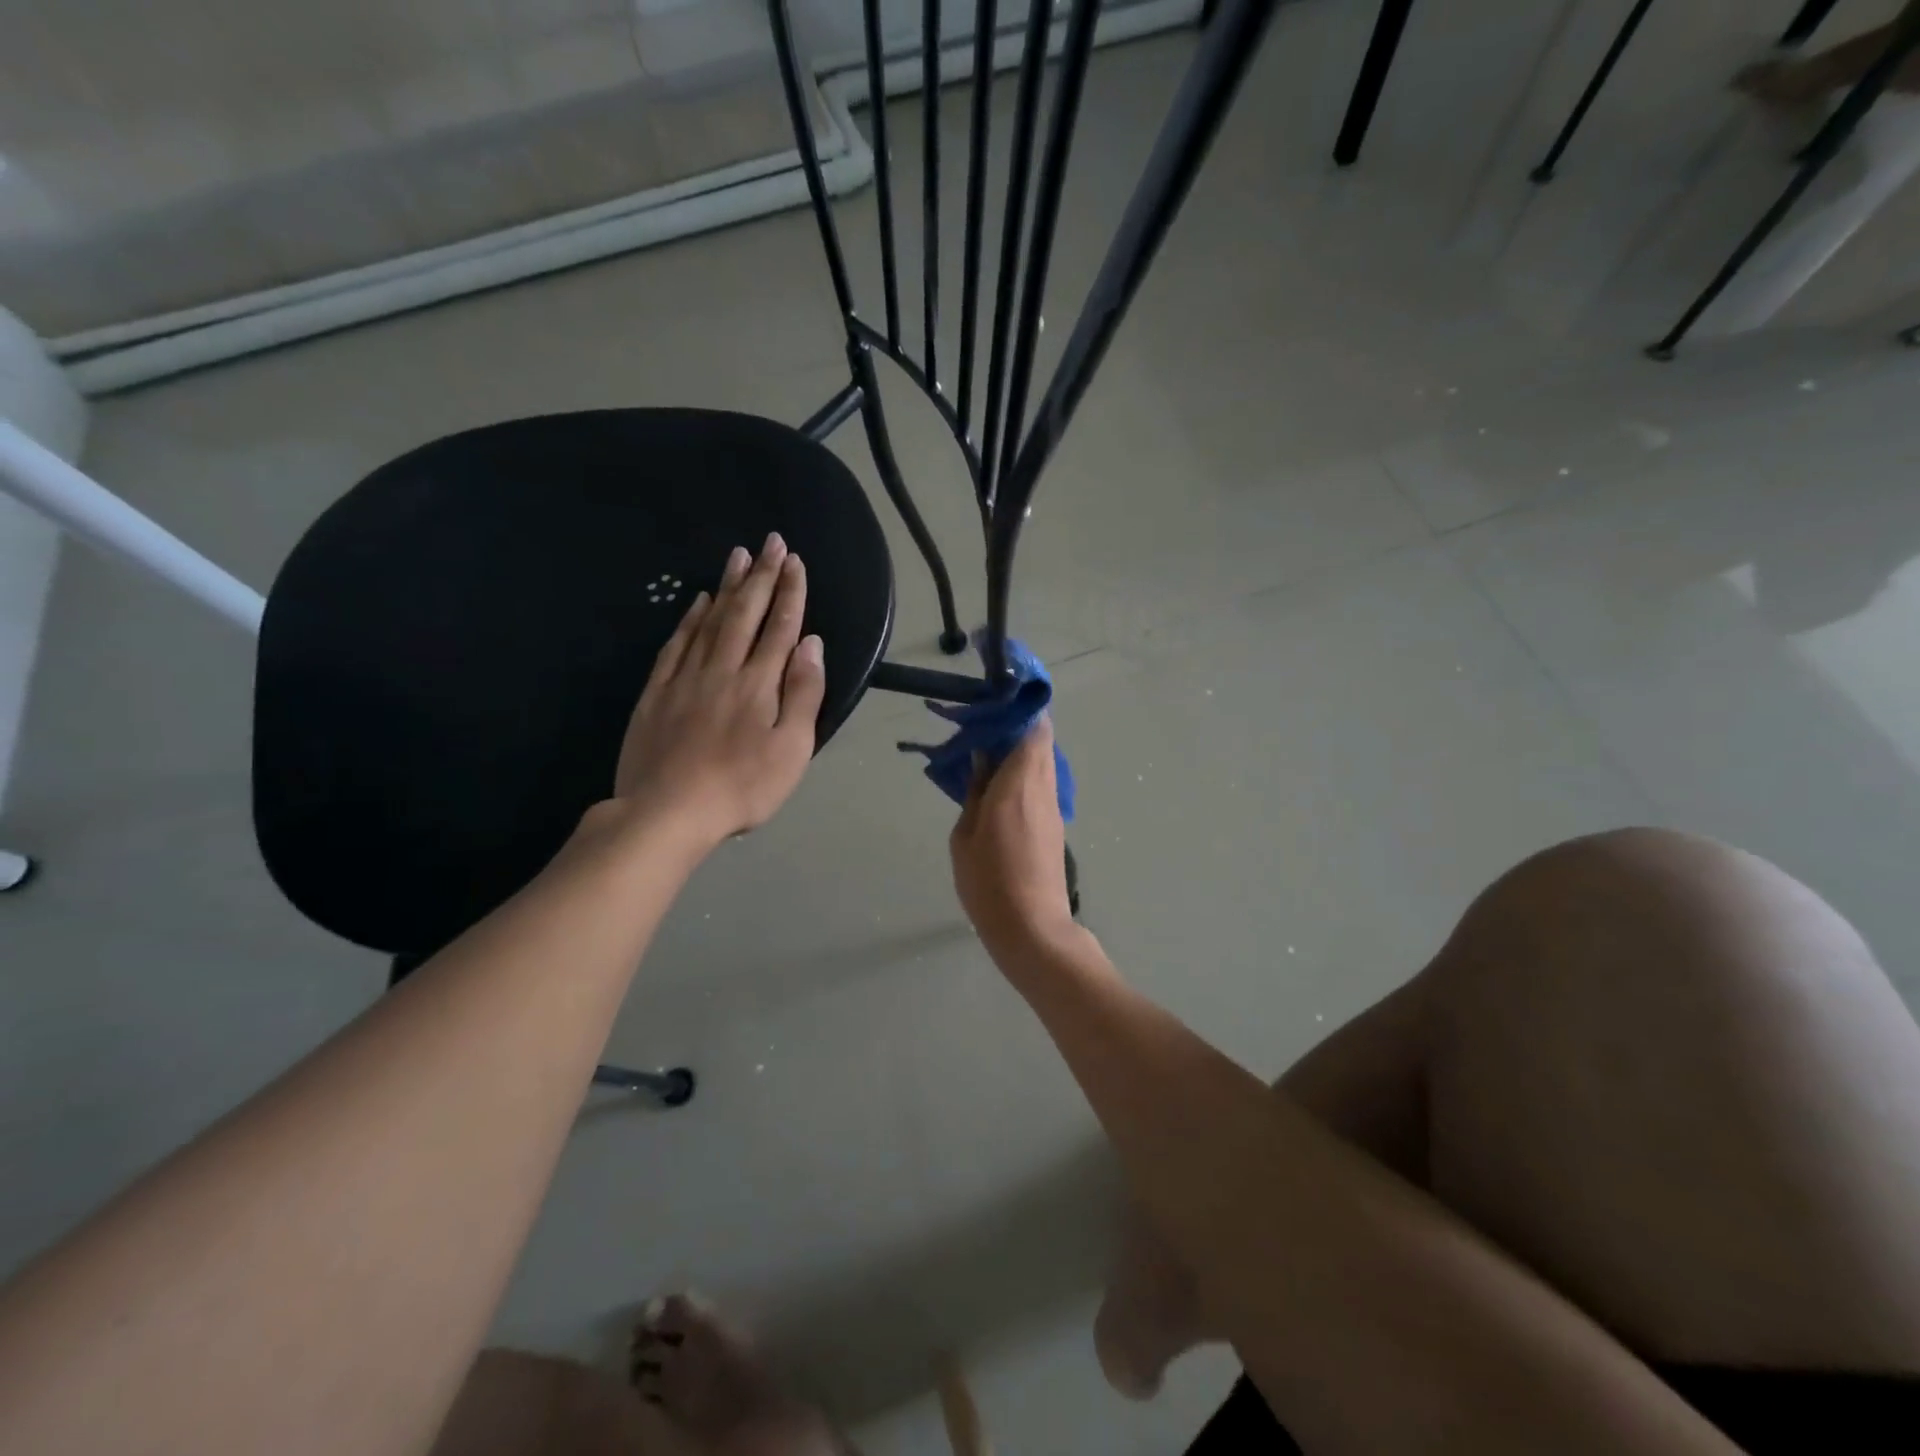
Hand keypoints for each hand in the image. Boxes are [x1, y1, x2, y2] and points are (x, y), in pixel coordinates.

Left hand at [610, 534, 824, 847]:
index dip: (790, 592)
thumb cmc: (743, 786)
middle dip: (761, 576)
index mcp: (759, 683)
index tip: (795, 561)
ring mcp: (686, 678)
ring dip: (727, 587)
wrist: (667, 812)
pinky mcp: (657, 693)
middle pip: (745, 614)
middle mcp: (723, 669)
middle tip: (771, 542)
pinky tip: (698, 602)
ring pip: (710, 621)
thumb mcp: (792, 749)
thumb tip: (811, 645)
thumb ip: (803, 694)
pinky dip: (690, 619)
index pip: (780, 627)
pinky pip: (676, 645)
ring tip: (738, 556)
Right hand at [950, 716, 1075, 957]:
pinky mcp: (1055, 824)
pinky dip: (1024, 773)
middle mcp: (1043, 786)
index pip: (1034, 726)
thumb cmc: (989, 882)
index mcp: (1020, 782)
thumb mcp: (965, 835)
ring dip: (1020, 750)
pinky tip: (998, 787)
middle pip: (1042, 738)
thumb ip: (974, 790)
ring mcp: (1053, 806)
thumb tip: (982, 758)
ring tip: (986, 757)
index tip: (994, 701)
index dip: (1019, 707)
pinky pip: (1041, 783)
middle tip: (982, 728)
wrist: (1032, 928)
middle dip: (1016, 725)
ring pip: (1043, 760)